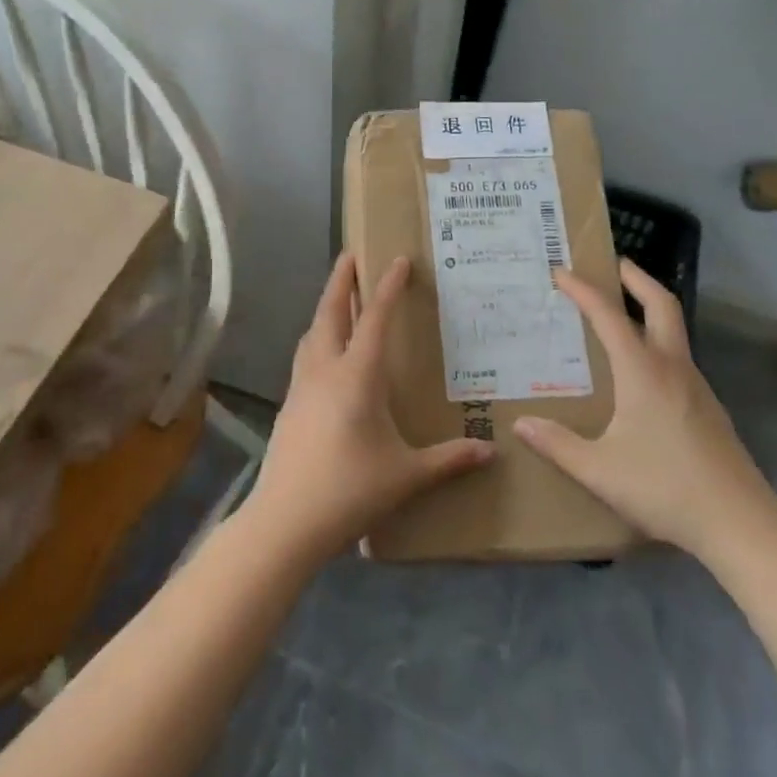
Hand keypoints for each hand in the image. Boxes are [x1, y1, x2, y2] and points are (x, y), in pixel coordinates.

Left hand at [242, 253, 493, 563]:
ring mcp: (301, 385)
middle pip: (330, 311)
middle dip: (341, 280)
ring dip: (325, 307)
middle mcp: (325, 369)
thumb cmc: (350, 490)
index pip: (374, 318)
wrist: (286, 521)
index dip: (388, 286)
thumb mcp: (406, 476)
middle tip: (351, 255)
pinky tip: (325, 354)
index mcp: (356, 376)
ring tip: (338, 298)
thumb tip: (491, 452)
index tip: (397, 259)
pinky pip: (305, 356)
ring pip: (312, 332)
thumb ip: (449, 460)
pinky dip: (317, 338)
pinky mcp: (289, 404)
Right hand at [513, 260, 776, 565]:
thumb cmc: (666, 489)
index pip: (608, 315)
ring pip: (675, 329)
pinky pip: (679, 357)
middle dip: (636, 278)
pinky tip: (643, 369)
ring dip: (650, 308)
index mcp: (643, 371)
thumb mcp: (600, 471)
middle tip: (614, 263)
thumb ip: (558, 445)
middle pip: (661, 304)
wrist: (742, 525)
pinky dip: (658, 341)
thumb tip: (520, 424)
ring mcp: (696, 386)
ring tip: (622, 312)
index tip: (561, 271)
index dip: (583, 290)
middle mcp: (672, 367)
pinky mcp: (709, 407)